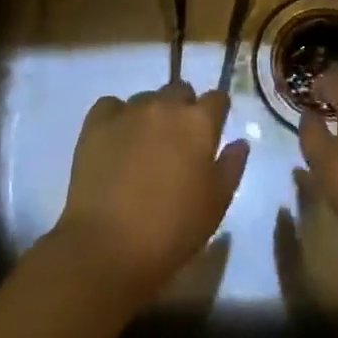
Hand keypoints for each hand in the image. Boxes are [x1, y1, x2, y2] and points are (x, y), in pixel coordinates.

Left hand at [50, 82, 249, 308]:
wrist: (107, 247)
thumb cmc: (172, 230)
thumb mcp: (216, 205)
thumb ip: (231, 167)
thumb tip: (240, 142)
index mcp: (199, 123)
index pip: (217, 99)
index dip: (217, 113)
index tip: (213, 131)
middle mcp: (165, 106)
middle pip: (180, 90)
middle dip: (183, 108)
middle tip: (177, 142)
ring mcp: (129, 111)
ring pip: (146, 99)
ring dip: (150, 115)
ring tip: (143, 147)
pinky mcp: (96, 123)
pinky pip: (111, 106)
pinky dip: (116, 118)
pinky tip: (115, 142)